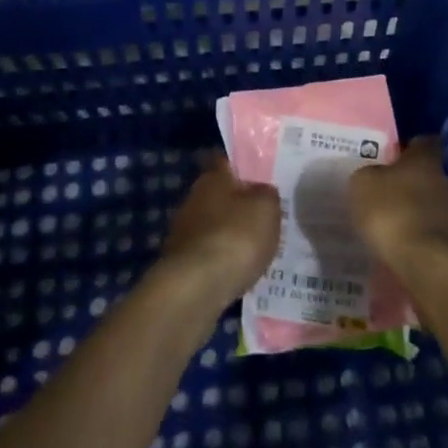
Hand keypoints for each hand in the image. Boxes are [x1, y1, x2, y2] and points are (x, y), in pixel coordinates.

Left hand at [157, 152, 281, 311]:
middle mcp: (193, 197)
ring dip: (227, 232)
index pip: (225, 161)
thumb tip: (261, 190)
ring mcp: (182, 229)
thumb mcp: (267, 208)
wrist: (197, 286)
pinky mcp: (180, 260)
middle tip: (260, 215)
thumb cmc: (237, 235)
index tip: (257, 175)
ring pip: (211, 223)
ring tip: (251, 247)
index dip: (241, 166)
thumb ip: (267, 194)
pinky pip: (206, 251)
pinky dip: (219, 257)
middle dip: (236, 203)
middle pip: (218, 193)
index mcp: (214, 177)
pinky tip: (235, 269)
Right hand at [350, 135, 447, 280]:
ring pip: (434, 208)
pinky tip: (405, 253)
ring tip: (393, 230)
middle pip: (428, 177)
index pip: (423, 142)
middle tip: (385, 197)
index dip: (409, 147)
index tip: (394, 156)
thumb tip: (374, 176)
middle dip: (410, 185)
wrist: (433, 267)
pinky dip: (422, 242)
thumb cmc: (394, 214)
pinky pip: (436, 237)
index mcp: (425, 161)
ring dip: (417, 216)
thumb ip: (368, 176)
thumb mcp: (364, 186)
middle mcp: (447, 182)